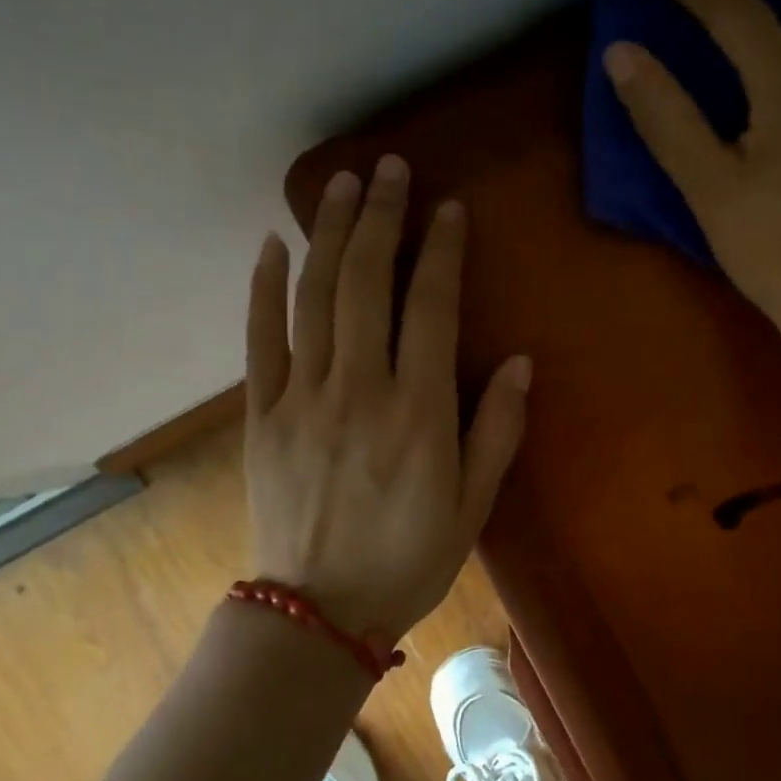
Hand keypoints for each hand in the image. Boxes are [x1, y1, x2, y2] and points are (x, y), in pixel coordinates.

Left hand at [243, 156, 530, 640]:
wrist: (318, 611)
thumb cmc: (409, 558)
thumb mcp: (473, 503)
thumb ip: (498, 429)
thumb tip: (519, 362)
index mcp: (419, 412)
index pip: (432, 307)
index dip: (441, 251)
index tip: (447, 208)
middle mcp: (360, 390)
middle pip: (368, 284)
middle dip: (381, 219)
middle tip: (390, 169)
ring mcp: (304, 398)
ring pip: (316, 298)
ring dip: (329, 234)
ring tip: (340, 184)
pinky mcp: (263, 415)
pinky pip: (261, 340)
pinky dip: (265, 289)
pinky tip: (272, 246)